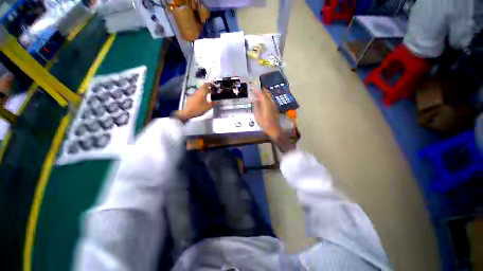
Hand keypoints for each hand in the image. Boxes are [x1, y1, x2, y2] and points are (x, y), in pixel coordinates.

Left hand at [176, 83, 214, 122]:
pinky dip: (199, 96)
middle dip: (206, 89)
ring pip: (199, 92)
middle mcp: (196, 92)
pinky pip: (196, 95)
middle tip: (210, 92)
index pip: (206, 85)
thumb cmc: (199, 108)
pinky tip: (200, 100)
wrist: (188, 112)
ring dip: (202, 93)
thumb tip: (217, 101)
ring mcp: (192, 95)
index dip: (209, 84)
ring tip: (206, 97)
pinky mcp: (189, 98)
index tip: (212, 85)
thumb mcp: (208, 107)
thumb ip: (213, 103)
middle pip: (202, 88)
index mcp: (201, 92)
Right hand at [253, 89, 281, 139]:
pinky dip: (265, 99)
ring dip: (262, 95)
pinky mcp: (274, 107)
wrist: (273, 128)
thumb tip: (254, 98)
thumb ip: (256, 105)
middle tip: (254, 91)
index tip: (253, 88)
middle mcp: (270, 102)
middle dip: (260, 92)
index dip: (257, 91)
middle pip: (265, 94)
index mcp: (266, 103)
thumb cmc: (264, 123)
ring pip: (267, 97)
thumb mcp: (257, 115)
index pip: (261, 94)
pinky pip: (269, 100)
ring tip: (257, 95)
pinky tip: (262, 101)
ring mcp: (273, 105)